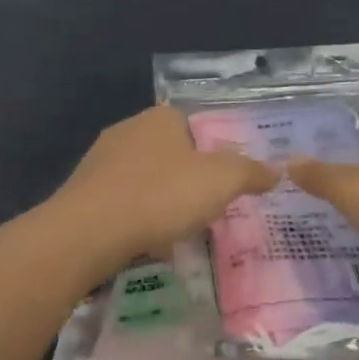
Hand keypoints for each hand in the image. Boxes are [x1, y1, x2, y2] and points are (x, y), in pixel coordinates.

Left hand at [52, 105, 279, 268]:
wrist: (88, 232)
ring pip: (143, 178)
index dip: (212, 152)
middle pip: (169, 153)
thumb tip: (276, 170)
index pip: (193, 125)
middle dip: (186, 179)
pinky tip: (143, 241)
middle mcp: (127, 130)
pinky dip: (135, 218)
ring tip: (176, 230)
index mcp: (160, 118)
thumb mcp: (221, 181)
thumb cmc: (161, 195)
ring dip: (159, 200)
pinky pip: (120, 202)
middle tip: (205, 208)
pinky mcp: (82, 192)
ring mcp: (99, 161)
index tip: (222, 183)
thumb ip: (251, 172)